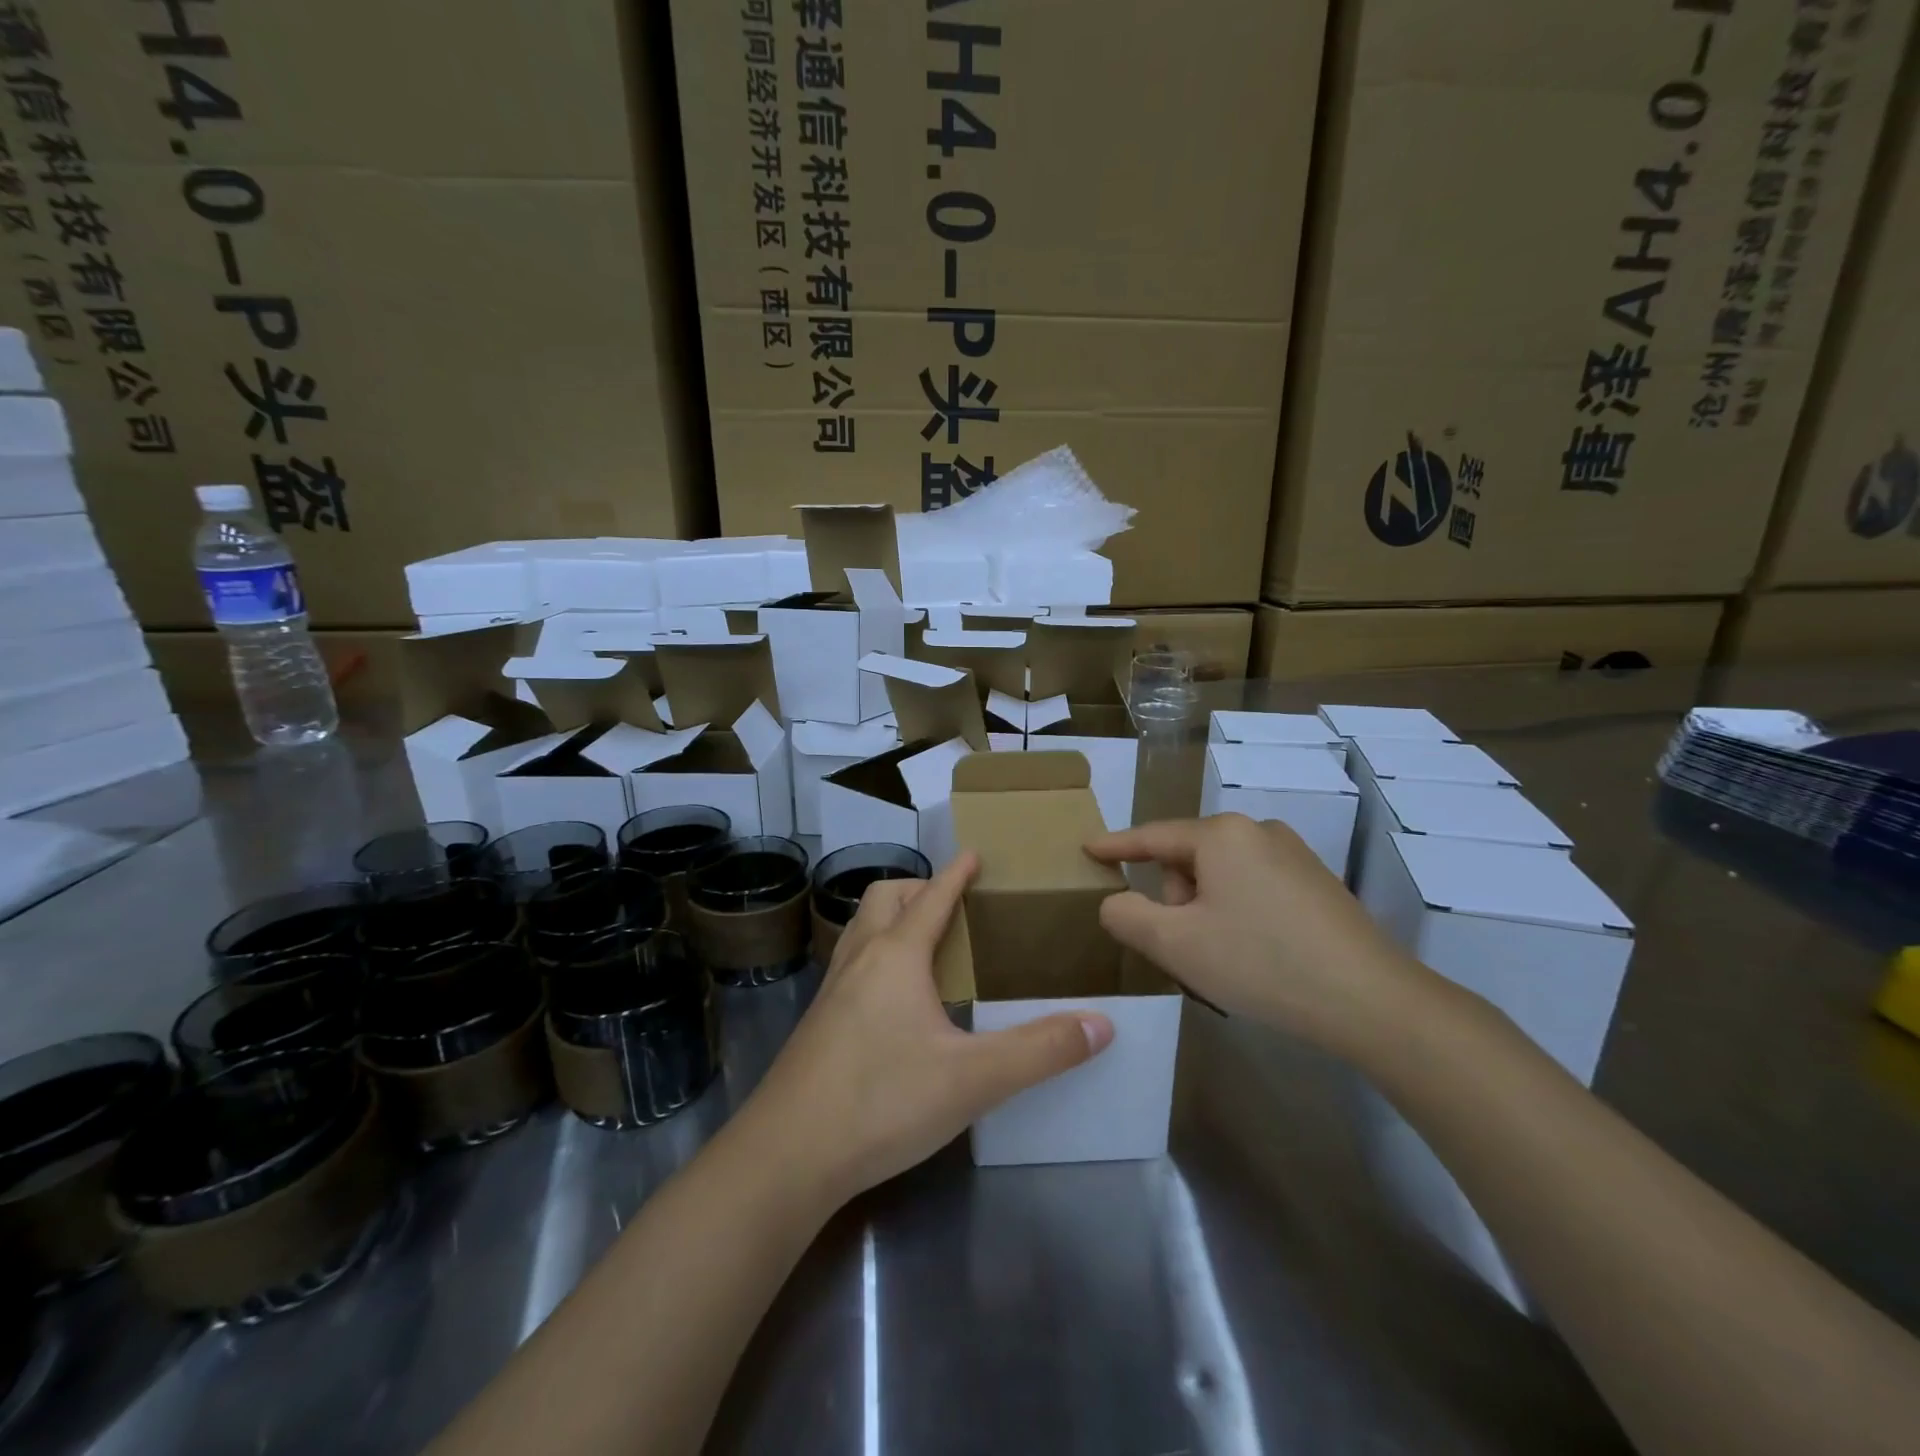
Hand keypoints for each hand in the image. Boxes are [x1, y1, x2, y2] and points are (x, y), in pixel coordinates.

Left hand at [744, 853, 1113, 1202]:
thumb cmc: (883, 1101)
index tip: (972, 854)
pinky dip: (875, 955)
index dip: (955, 874)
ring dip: (891, 919)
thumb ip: (1040, 1050)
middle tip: (951, 903)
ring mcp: (831, 991)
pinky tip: (891, 999)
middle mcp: (859, 960)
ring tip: (923, 942)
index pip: (932, 897)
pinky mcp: (817, 1023)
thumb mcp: (973, 1079)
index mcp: (896, 956)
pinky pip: (849, 964)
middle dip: (917, 888)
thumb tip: (1102, 1024)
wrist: (787, 1155)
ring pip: (860, 929)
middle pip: (883, 898)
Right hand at [1086, 815, 1431, 1055]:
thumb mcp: (1176, 944)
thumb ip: (1127, 916)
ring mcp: (1293, 854)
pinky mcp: (1317, 882)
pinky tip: (1257, 954)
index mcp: (1220, 835)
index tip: (1088, 848)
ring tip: (1223, 959)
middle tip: (1186, 948)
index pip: (1152, 836)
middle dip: (1176, 898)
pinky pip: (1254, 887)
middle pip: (1189, 858)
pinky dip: (1238, 913)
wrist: (1371, 1000)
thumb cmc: (1260, 963)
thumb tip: (1117, 902)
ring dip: (1206, 909)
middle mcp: (1257, 831)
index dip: (1115, 845)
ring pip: (1222, 875)